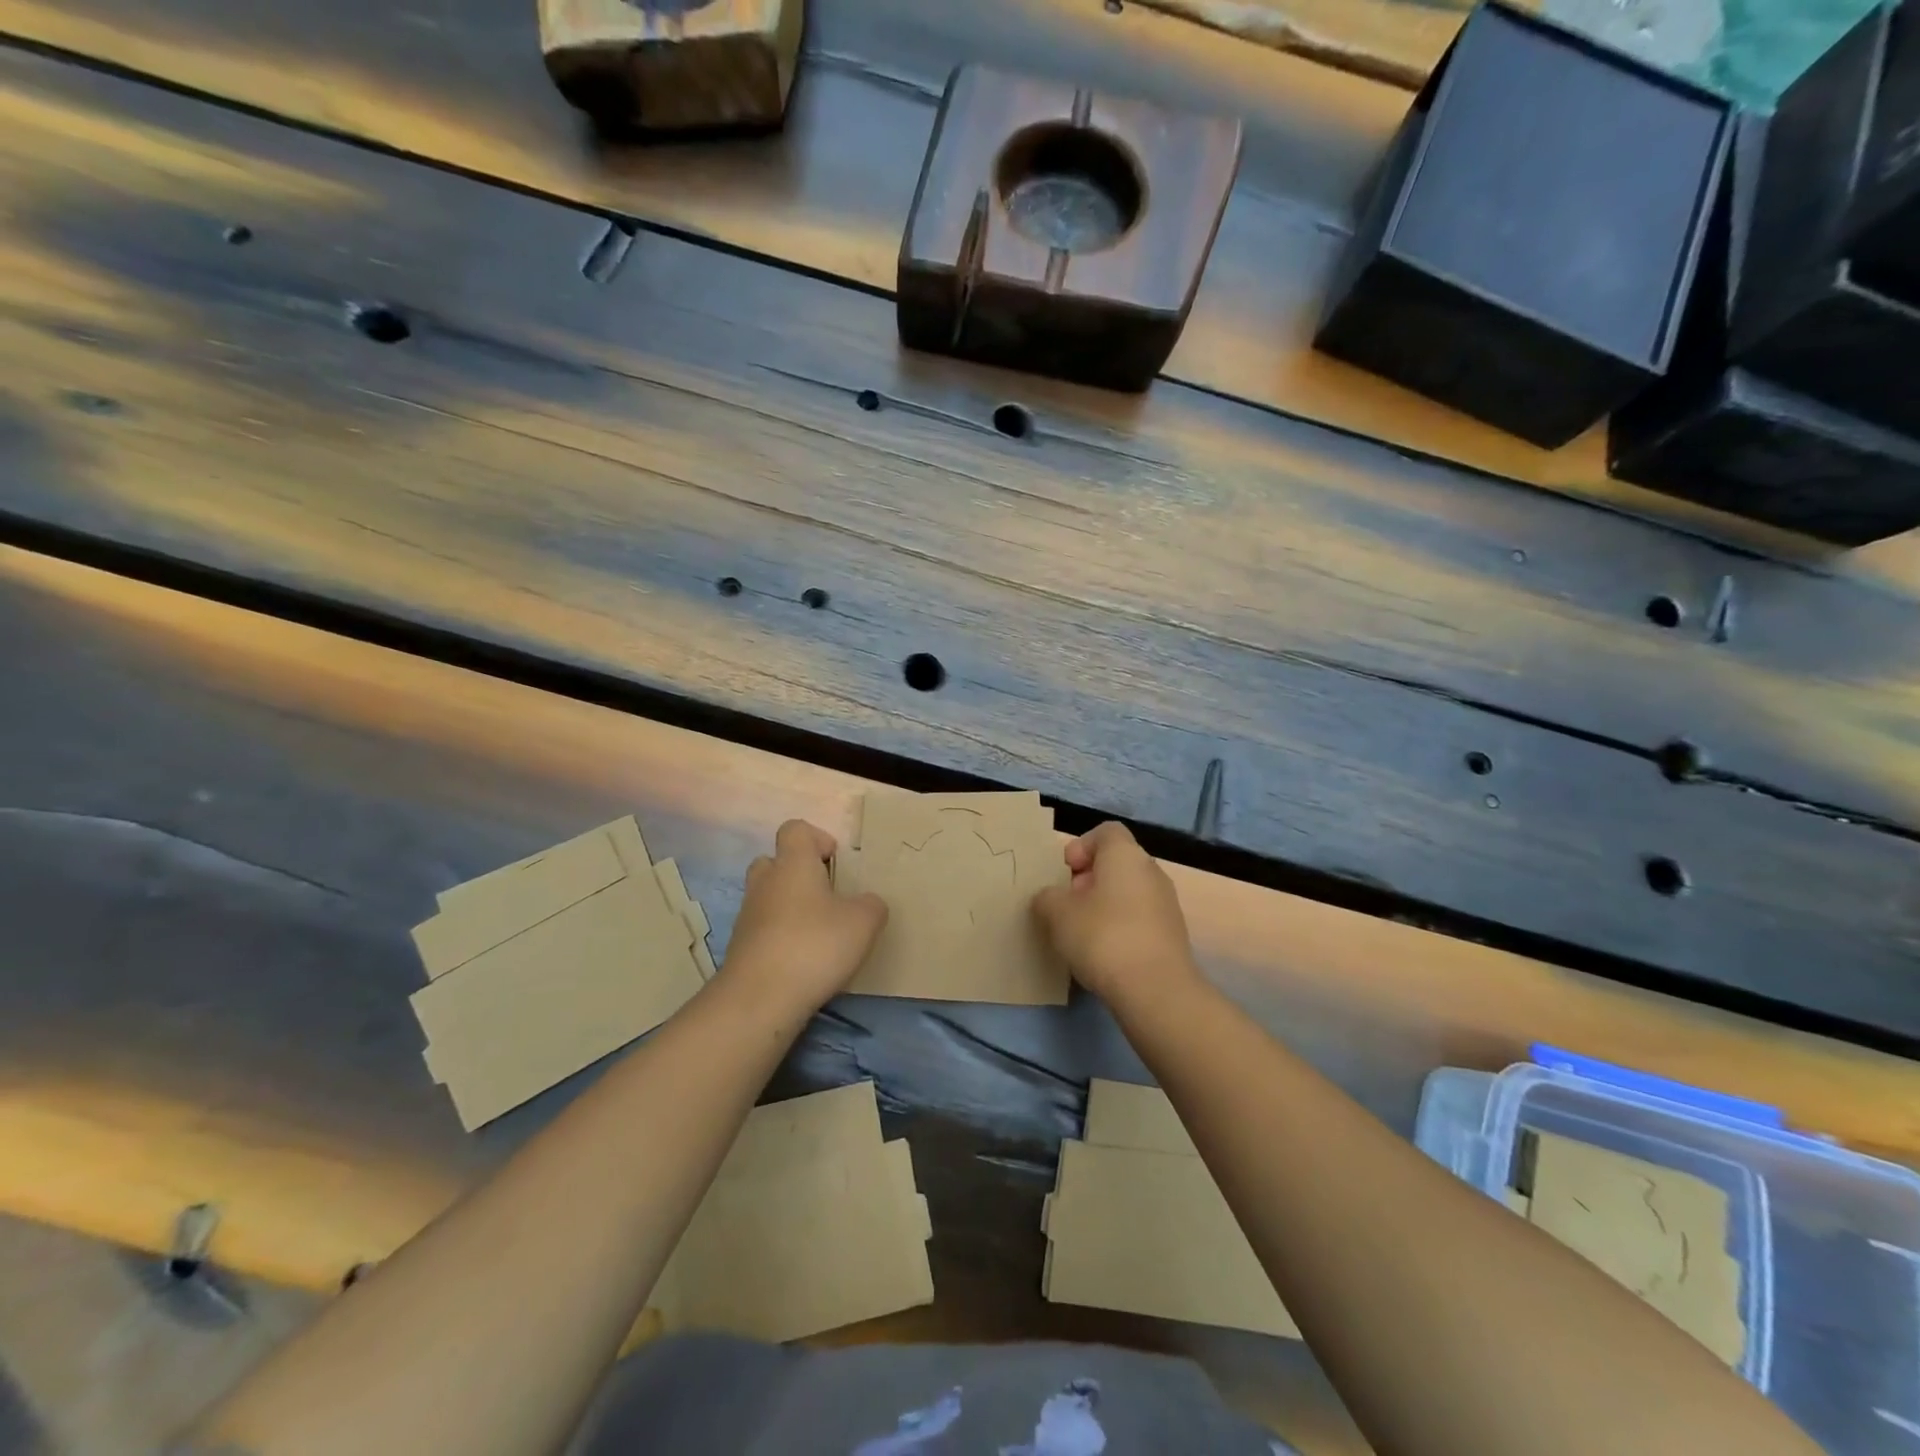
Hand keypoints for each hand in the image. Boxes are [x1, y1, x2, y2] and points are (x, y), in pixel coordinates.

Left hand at [722, 819, 887, 1014]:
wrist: (759, 999)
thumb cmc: (814, 946)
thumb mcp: (864, 922)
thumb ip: (871, 905)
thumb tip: (867, 902)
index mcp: (793, 864)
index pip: (795, 829)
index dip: (817, 838)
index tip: (836, 862)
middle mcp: (765, 882)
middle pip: (776, 861)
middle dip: (799, 873)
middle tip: (826, 896)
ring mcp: (748, 915)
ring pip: (768, 896)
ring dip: (789, 907)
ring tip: (818, 932)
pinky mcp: (741, 947)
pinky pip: (763, 928)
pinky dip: (780, 936)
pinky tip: (802, 960)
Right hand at [1032, 822, 1200, 1009]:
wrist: (1155, 991)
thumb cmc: (1102, 937)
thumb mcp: (1057, 913)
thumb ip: (1047, 898)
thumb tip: (1050, 898)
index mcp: (1126, 855)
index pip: (1105, 832)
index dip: (1081, 846)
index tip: (1065, 874)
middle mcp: (1151, 871)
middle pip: (1115, 863)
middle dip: (1088, 880)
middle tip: (1066, 906)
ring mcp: (1166, 904)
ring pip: (1127, 893)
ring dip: (1103, 906)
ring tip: (1081, 934)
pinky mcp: (1172, 935)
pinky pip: (1139, 919)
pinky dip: (1120, 928)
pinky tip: (1103, 955)